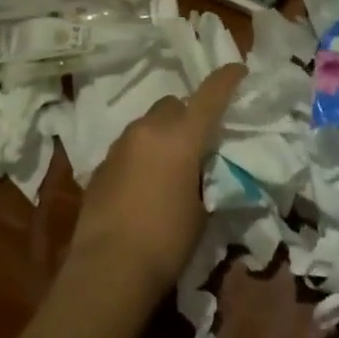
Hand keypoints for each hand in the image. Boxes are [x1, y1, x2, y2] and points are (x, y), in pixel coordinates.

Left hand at [66, 64, 244, 307]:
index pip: (209, 96)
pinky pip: (129, 147)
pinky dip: (141, 155)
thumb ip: (205, 179)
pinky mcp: (101, 164)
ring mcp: (120, 144)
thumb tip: (202, 172)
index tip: (238, 69)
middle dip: (187, 115)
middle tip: (197, 141)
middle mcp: (149, 129)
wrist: (108, 268)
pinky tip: (142, 185)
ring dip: (161, 134)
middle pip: (173, 105)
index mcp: (181, 137)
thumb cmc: (166, 241)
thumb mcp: (202, 211)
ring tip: (169, 167)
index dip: (226, 80)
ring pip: (148, 124)